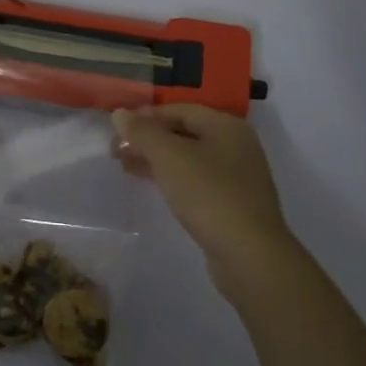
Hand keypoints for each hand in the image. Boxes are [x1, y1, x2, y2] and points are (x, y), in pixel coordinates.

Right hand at [110, 105, 301, 294]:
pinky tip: (151, 185)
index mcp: (226, 126)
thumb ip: (142, 132)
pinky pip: (195, 179)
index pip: (180, 109)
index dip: (146, 116)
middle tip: (116, 151)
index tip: (117, 129)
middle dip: (149, 139)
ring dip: (156, 159)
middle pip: (184, 132)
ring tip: (125, 167)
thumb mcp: (170, 158)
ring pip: (188, 157)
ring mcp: (236, 175)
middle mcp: (235, 145)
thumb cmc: (209, 195)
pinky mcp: (232, 202)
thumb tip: (119, 113)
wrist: (249, 255)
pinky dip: (171, 177)